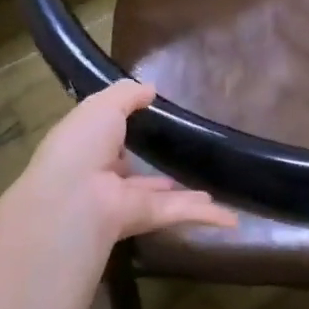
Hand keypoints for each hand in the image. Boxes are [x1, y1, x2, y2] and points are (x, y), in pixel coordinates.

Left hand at [9, 81, 237, 245]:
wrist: (75, 194)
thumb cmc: (82, 143)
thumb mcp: (102, 105)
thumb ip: (126, 95)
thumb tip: (150, 88)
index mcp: (88, 148)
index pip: (107, 142)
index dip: (123, 133)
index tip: (147, 123)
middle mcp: (106, 178)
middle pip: (135, 175)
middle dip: (153, 173)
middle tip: (177, 162)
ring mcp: (127, 202)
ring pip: (162, 198)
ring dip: (184, 196)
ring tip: (208, 191)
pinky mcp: (148, 219)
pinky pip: (181, 214)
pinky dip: (208, 218)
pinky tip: (233, 220)